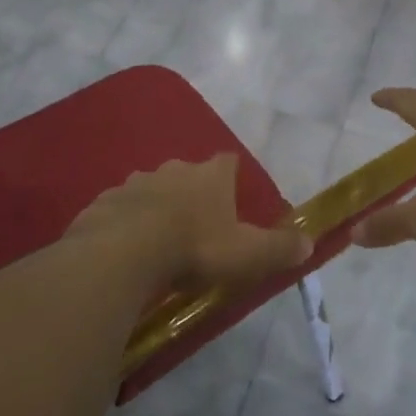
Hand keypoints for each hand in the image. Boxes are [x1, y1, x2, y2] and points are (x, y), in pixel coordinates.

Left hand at [69, 154, 311, 296]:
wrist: (124, 252)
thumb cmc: (195, 248)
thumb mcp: (247, 254)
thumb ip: (279, 248)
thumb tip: (309, 243)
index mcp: (210, 176)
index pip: (227, 162)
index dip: (232, 176)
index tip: (234, 195)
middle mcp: (173, 169)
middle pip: (187, 173)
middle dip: (193, 192)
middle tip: (197, 224)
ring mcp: (135, 182)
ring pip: (152, 188)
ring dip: (157, 206)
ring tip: (160, 238)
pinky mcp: (105, 201)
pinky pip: (121, 207)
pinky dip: (127, 221)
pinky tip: (127, 246)